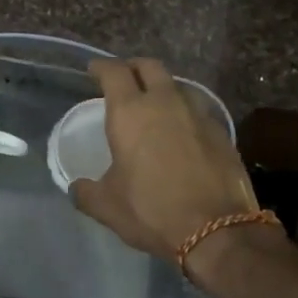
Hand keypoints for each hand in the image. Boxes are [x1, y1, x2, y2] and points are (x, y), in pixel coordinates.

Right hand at [71, 58, 258, 258]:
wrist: (218, 230)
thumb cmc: (152, 211)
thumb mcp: (108, 206)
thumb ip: (86, 192)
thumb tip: (76, 188)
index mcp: (130, 112)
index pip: (114, 72)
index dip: (101, 67)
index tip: (93, 70)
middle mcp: (165, 102)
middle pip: (149, 67)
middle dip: (133, 68)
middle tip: (124, 79)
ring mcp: (198, 114)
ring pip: (177, 85)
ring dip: (163, 88)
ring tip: (155, 104)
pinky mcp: (222, 132)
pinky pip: (198, 110)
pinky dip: (185, 112)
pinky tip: (182, 131)